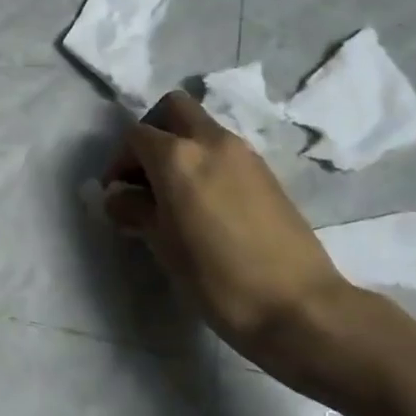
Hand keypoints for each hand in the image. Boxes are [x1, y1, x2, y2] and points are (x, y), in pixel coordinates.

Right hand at [101, 90, 361, 395]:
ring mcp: (245, 155)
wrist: (298, 306)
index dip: (119, 161)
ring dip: (181, 148)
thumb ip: (135, 211)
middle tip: (144, 174)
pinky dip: (206, 163)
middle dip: (152, 133)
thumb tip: (118, 197)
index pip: (135, 135)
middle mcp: (212, 142)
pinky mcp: (267, 174)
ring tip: (173, 197)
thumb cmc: (217, 278)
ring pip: (202, 128)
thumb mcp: (163, 246)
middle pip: (174, 109)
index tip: (117, 195)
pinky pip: (224, 151)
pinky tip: (204, 206)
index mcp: (178, 157)